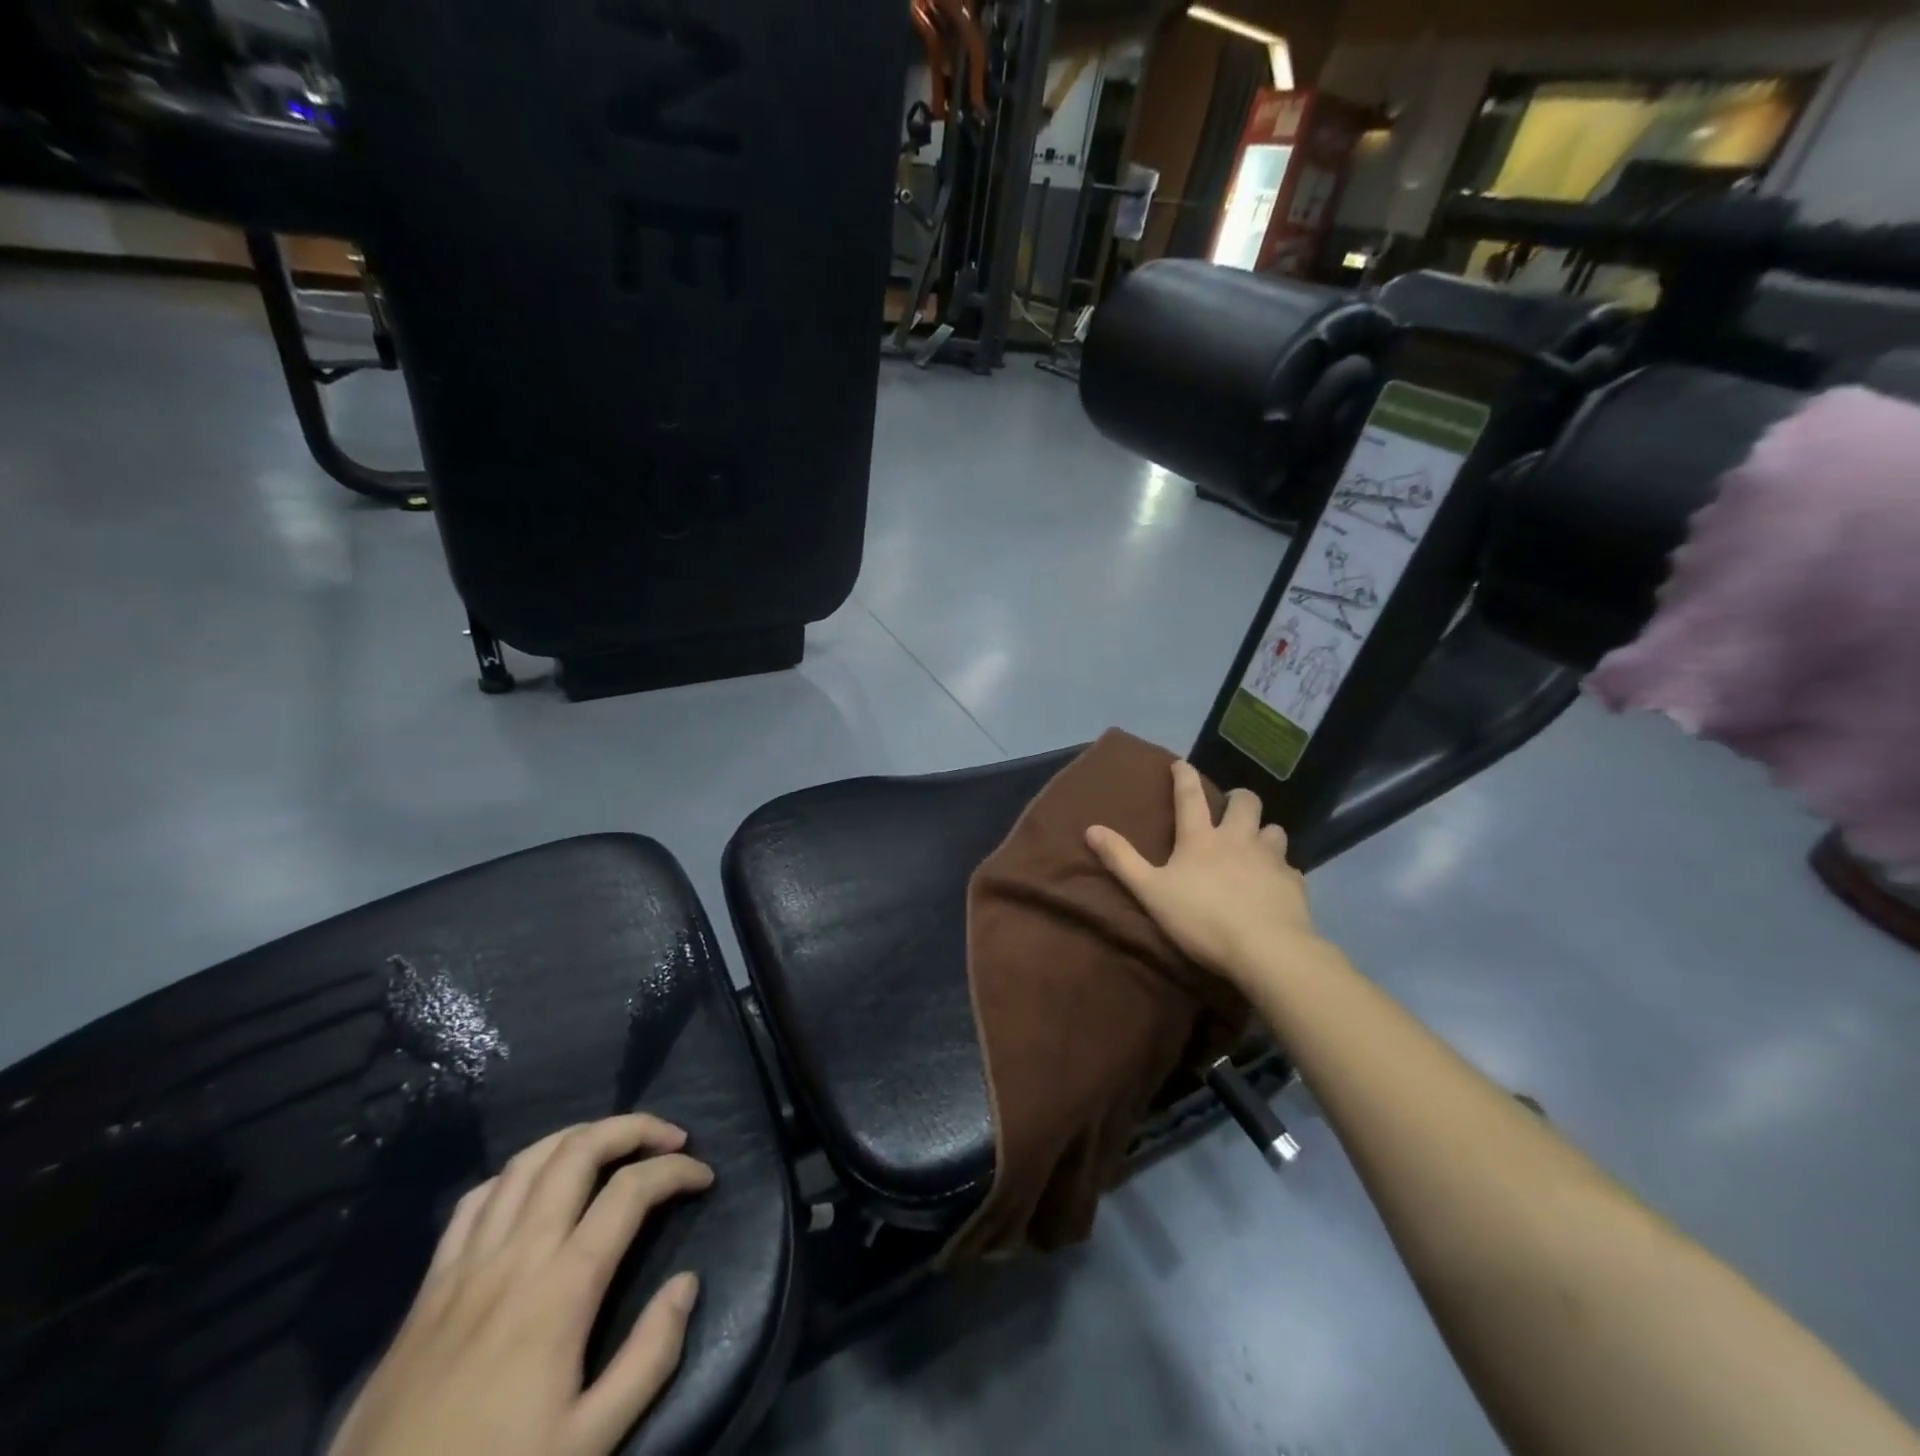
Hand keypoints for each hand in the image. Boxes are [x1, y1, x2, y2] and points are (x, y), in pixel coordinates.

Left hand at [328, 1114, 713, 1455]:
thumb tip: (688, 1282)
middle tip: (670, 1138)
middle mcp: (516, 1254)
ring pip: (527, 1161)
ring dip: (579, 1136)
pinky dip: (518, 1173)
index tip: (704, 1177)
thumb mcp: (590, 1442)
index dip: (677, 1171)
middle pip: (579, 1151)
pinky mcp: (429, 1285)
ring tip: (613, 1144)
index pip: (631, 1191)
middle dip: (634, 1128)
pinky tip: (535, 1185)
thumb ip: (650, 1357)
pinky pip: (476, 1200)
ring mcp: (467, 1264)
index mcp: (562, 1288)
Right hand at [1087, 759, 1322, 984]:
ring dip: (1264, 831)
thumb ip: (1122, 859)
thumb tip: (1091, 828)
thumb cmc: (1201, 918)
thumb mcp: (1151, 891)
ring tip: (1257, 844)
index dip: (1184, 776)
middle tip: (1230, 807)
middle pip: (1246, 802)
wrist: (1266, 949)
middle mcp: (1238, 838)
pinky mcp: (1294, 882)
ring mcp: (1271, 858)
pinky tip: (1275, 884)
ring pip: (1274, 829)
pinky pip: (1290, 867)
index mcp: (1201, 838)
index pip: (1190, 796)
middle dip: (1238, 798)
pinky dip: (1281, 870)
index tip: (1181, 763)